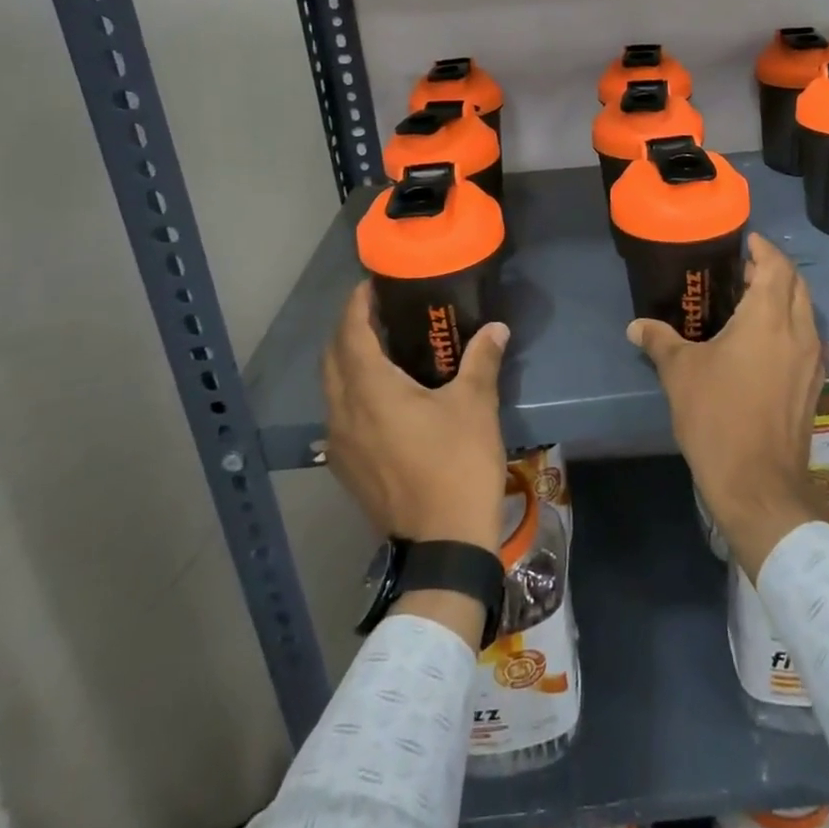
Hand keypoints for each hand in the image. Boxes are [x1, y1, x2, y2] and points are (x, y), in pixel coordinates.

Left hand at [322, 282, 509, 557]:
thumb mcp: (475, 405)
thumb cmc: (457, 464)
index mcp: (370, 391)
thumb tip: (496, 328)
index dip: (356, 305)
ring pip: (332, 388)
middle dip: (349, 329)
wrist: (443, 543)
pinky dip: (352, 391)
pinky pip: (339, 414)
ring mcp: (340, 444)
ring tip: (382, 347)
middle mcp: (344, 413)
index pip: (350, 334)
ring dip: (348, 361)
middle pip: (332, 358)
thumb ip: (481, 360)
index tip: (371, 285)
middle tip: (379, 311)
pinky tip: (383, 396)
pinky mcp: (347, 467)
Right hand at [628, 233, 828, 579]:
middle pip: (797, 284)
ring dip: (785, 297)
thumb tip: (635, 326)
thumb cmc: (717, 416)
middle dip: (774, 269)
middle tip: (743, 269)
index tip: (745, 241)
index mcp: (768, 318)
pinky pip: (806, 337)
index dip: (763, 248)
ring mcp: (812, 359)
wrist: (759, 483)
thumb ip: (659, 340)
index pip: (776, 266)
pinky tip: (763, 340)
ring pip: (805, 311)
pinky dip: (789, 324)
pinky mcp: (814, 384)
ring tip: (750, 301)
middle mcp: (798, 331)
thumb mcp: (680, 373)